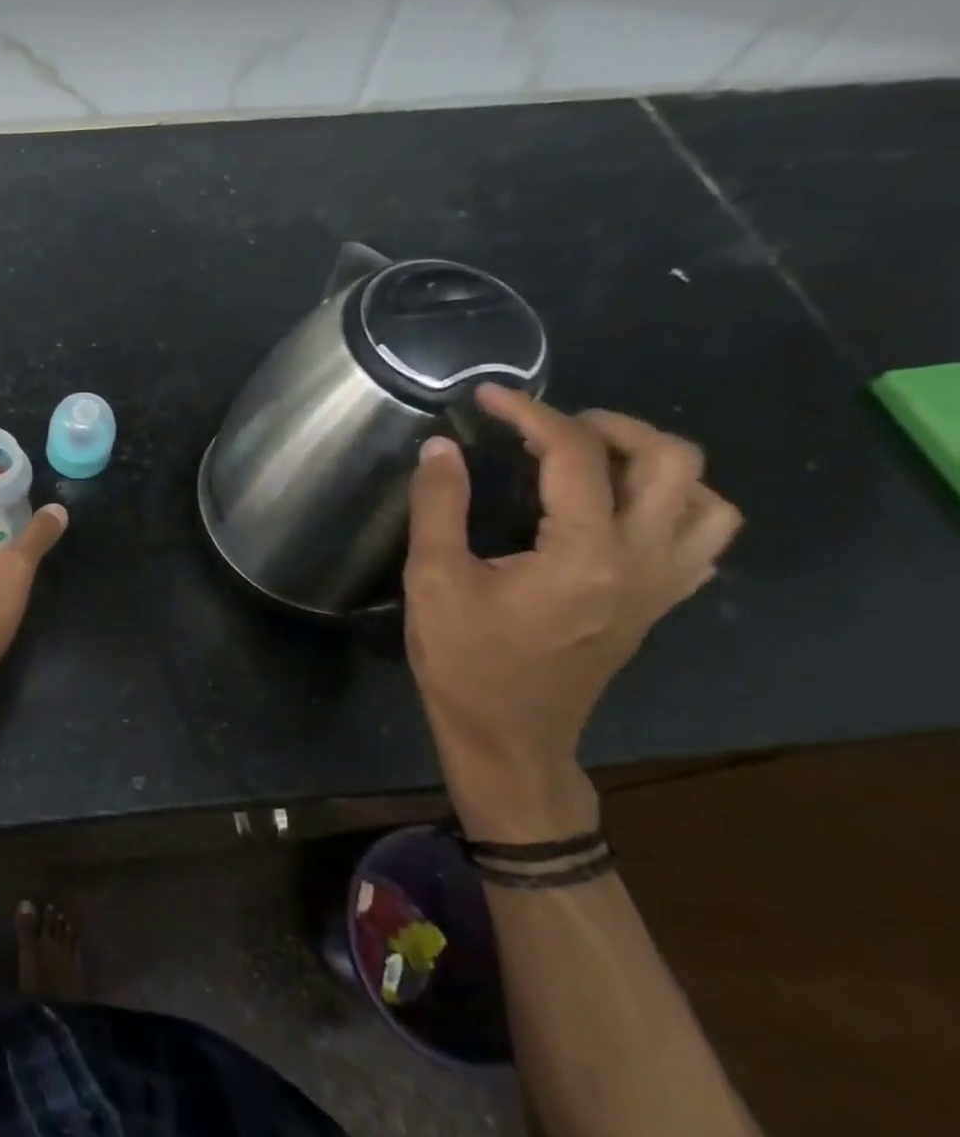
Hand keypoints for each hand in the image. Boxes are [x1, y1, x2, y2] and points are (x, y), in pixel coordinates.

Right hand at [403, 386, 741, 839]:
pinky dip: (672, 504)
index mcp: (584, 554)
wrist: (508, 737)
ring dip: (654, 463)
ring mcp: (661, 585)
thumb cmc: (465, 662)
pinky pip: (700, 537)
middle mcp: (642, 561)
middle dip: (609, 425)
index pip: (575, 456)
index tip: (487, 399)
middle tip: (549, 426)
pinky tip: (617, 509)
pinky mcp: (659, 604)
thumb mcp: (432, 580)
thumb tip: (440, 448)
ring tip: (591, 461)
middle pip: (671, 461)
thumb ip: (438, 506)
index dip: (530, 414)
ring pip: (705, 498)